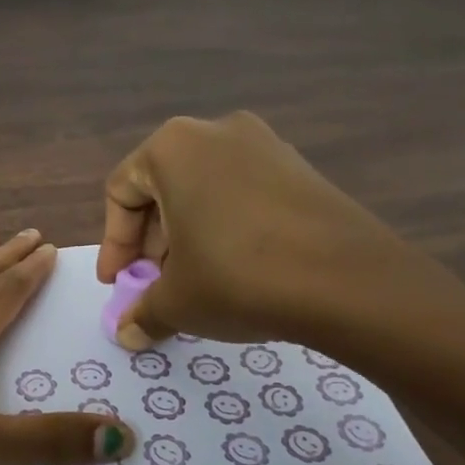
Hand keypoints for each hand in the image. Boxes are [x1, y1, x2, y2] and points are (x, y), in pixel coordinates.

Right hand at [96, 111, 464, 355]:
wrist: (350, 282)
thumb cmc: (238, 277)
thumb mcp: (176, 301)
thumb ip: (142, 313)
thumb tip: (128, 333)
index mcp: (173, 147)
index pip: (122, 193)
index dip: (114, 245)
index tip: (118, 284)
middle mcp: (215, 131)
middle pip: (163, 188)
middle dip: (152, 242)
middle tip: (156, 284)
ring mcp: (265, 144)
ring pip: (204, 191)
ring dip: (188, 236)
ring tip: (196, 281)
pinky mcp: (301, 167)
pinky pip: (243, 194)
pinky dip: (227, 227)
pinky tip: (238, 269)